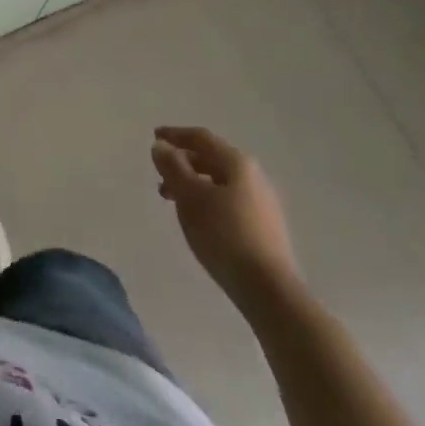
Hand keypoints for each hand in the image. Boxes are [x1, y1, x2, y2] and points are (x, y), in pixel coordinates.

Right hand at [152, 126, 300, 305]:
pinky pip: (229, 202)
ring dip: (194, 184)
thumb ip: (173, 167)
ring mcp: (263, 203)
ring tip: (173, 201)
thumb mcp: (190, 197)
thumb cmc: (224, 235)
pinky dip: (208, 201)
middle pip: (212, 159)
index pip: (201, 138)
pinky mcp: (265, 228)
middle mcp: (254, 177)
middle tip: (160, 175)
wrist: (269, 290)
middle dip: (183, 163)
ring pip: (220, 183)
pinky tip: (199, 220)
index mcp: (237, 163)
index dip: (176, 135)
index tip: (155, 136)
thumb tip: (161, 146)